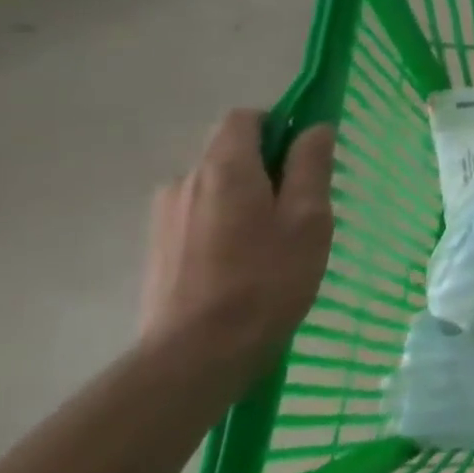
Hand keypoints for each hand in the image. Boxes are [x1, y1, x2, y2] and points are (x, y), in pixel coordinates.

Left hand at [138, 109, 334, 385]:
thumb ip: (311, 167)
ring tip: (273, 244)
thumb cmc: (266, 281)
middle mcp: (185, 180)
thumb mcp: (308, 220)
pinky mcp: (158, 247)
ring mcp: (165, 215)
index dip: (279, 125)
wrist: (196, 355)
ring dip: (245, 199)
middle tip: (300, 209)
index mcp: (224, 167)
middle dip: (267, 167)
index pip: (245, 117)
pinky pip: (199, 216)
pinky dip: (225, 225)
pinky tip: (243, 265)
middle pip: (229, 152)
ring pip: (215, 187)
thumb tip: (315, 128)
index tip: (306, 158)